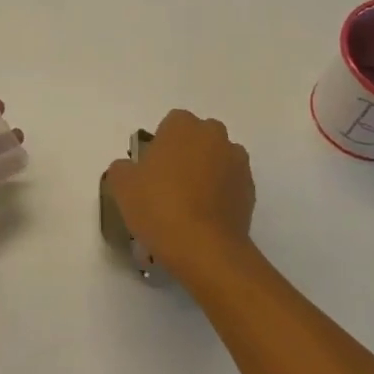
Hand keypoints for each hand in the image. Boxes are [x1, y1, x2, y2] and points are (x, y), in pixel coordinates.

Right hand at [104, 109, 256, 283]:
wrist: (204, 249)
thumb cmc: (159, 206)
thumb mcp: (122, 185)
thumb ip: (123, 167)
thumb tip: (131, 168)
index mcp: (183, 126)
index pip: (171, 124)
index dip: (160, 145)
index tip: (150, 170)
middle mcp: (215, 136)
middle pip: (198, 139)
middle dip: (186, 154)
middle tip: (168, 184)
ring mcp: (237, 163)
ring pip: (217, 161)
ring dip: (206, 173)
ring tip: (188, 205)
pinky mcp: (251, 191)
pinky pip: (230, 185)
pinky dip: (220, 195)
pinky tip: (204, 219)